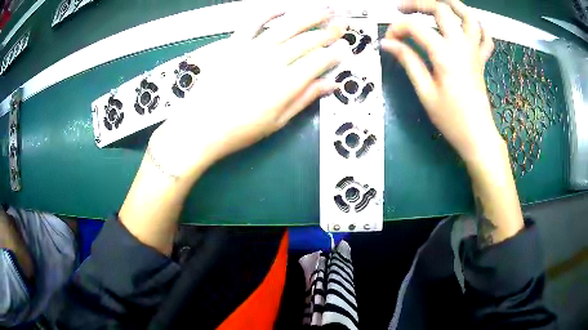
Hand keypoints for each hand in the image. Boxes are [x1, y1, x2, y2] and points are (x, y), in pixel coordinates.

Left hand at [148, 8, 348, 178]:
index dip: (334, 53)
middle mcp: (273, 61)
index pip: (318, 61)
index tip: (344, 49)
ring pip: (287, 26)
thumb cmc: (239, 130)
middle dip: (328, 31)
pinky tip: (283, 8)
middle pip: (307, 41)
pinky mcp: (234, 44)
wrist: (201, 126)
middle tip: (342, 24)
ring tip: (325, 9)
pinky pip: (253, 22)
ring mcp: (252, 49)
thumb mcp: (278, 121)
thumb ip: (305, 98)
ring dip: (308, 16)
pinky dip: (269, 12)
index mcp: (286, 84)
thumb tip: (330, 85)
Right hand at [381, 0, 497, 162]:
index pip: (415, 27)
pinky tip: (466, 25)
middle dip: (418, 3)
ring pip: (468, 16)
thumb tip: (388, 43)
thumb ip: (408, 62)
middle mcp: (461, 46)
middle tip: (403, 8)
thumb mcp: (425, 92)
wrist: (478, 136)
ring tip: (437, 2)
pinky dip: (477, 26)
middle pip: (441, 9)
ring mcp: (474, 51)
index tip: (389, 41)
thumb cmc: (451, 119)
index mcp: (444, 54)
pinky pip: (485, 37)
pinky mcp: (481, 60)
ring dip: (452, 4)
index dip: (397, 28)